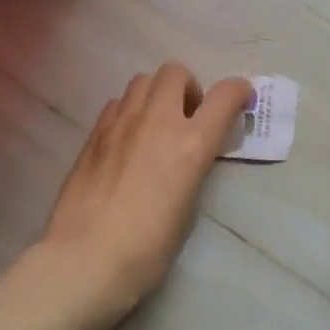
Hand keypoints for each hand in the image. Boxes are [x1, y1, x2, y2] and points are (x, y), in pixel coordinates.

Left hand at [42, 64, 253, 314]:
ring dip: (156, 95)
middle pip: (176, 72)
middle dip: (188, 87)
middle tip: (188, 117)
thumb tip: (189, 153)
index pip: (224, 96)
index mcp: (190, 144)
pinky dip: (130, 111)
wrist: (87, 257)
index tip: (241, 99)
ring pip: (142, 80)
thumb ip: (193, 165)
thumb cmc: (148, 246)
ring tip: (154, 125)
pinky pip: (117, 103)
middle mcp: (157, 121)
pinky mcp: (93, 134)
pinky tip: (126, 140)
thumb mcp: (188, 204)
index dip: (239, 91)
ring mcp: (121, 123)